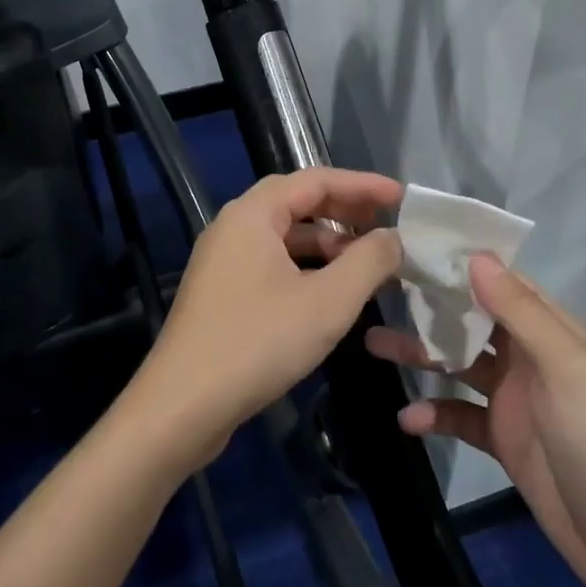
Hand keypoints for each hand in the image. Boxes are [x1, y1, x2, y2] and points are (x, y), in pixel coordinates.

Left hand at [132, 167, 402, 469]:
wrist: (183, 406)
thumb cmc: (258, 342)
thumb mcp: (328, 302)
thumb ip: (368, 262)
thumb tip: (394, 238)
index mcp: (252, 215)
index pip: (315, 180)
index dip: (362, 186)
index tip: (402, 199)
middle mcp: (233, 228)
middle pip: (297, 204)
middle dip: (344, 213)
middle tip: (387, 228)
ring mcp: (223, 262)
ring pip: (284, 238)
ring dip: (327, 245)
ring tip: (368, 265)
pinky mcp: (222, 294)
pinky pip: (272, 265)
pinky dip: (306, 270)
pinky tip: (332, 294)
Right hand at [367, 255, 585, 586]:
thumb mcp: (567, 371)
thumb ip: (521, 314)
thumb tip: (476, 256)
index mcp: (554, 333)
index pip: (503, 283)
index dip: (462, 263)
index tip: (413, 246)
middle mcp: (532, 359)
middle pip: (474, 321)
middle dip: (432, 307)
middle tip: (379, 292)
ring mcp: (517, 402)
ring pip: (460, 365)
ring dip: (422, 356)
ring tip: (374, 344)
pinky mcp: (505, 443)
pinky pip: (461, 417)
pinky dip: (435, 414)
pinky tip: (408, 421)